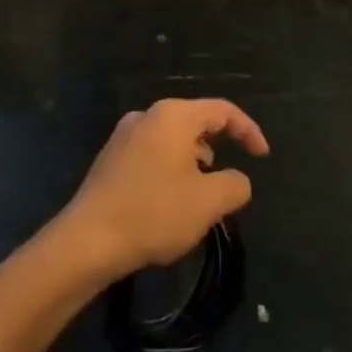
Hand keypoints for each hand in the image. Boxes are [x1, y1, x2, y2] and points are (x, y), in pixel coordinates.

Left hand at [55, 98, 268, 279]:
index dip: (249, 131)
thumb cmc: (154, 213)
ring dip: (195, 157)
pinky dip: (172, 166)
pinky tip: (171, 197)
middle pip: (195, 119)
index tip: (263, 157)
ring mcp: (123, 135)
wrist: (88, 240)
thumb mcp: (209, 202)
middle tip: (232, 172)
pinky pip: (152, 151)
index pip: (223, 111)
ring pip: (172, 137)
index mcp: (173, 116)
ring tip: (203, 188)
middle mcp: (146, 116)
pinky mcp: (110, 158)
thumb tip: (236, 180)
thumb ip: (235, 185)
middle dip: (221, 143)